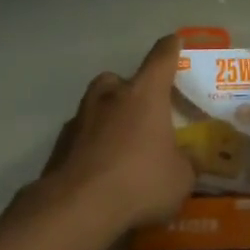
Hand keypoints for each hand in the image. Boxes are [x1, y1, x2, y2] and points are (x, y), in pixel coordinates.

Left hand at [38, 35, 195, 231]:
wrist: (77, 207)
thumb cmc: (139, 181)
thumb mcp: (181, 178)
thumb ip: (187, 162)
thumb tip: (189, 159)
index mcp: (144, 94)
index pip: (161, 58)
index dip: (171, 48)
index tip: (175, 42)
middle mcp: (110, 96)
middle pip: (120, 80)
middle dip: (131, 90)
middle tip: (144, 112)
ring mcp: (80, 118)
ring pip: (97, 106)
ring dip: (109, 117)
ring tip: (122, 145)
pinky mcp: (59, 144)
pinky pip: (82, 135)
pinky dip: (91, 144)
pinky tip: (101, 168)